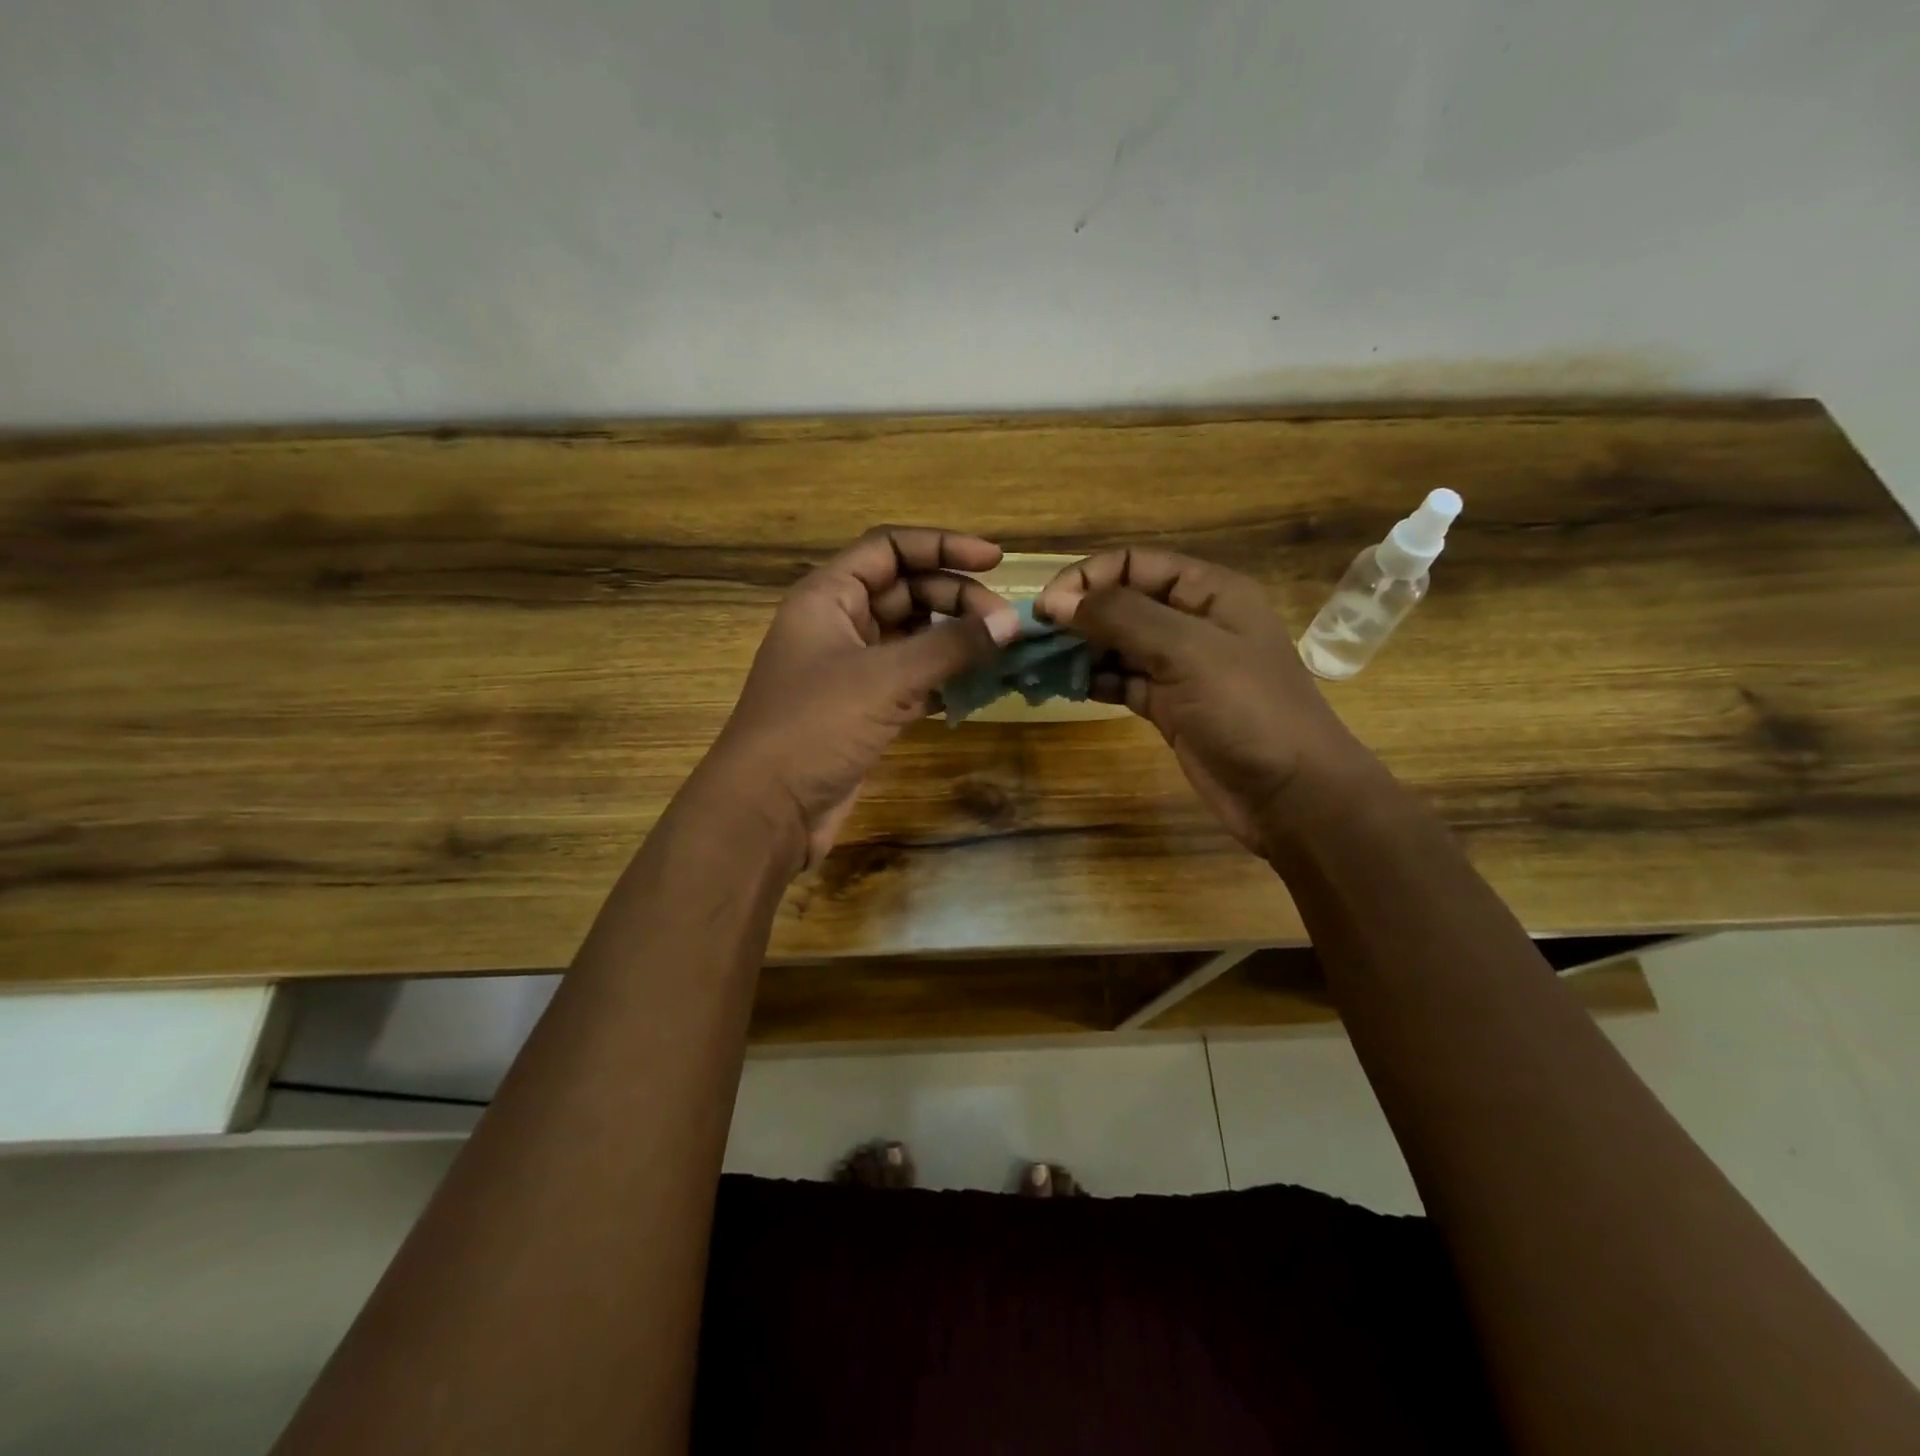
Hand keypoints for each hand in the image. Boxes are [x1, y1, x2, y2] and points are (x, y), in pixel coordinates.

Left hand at [694, 527, 1019, 869]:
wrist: (768, 810)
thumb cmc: (815, 727)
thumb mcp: (886, 678)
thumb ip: (951, 646)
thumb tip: (1011, 623)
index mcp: (828, 597)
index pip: (889, 548)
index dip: (942, 546)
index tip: (995, 560)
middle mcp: (838, 624)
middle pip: (906, 590)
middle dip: (955, 598)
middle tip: (1004, 622)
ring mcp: (851, 669)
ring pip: (912, 637)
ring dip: (954, 640)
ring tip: (1001, 651)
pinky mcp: (864, 709)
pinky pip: (912, 679)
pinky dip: (944, 678)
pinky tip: (979, 686)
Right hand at [1037, 549, 1366, 856]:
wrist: (1290, 794)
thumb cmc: (1246, 710)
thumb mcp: (1186, 650)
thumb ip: (1121, 617)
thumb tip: (1056, 600)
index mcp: (1208, 592)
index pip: (1134, 564)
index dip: (1087, 578)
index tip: (1045, 608)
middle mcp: (1192, 622)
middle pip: (1122, 603)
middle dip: (1078, 616)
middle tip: (1032, 640)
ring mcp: (1180, 667)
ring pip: (1118, 645)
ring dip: (1080, 650)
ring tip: (1040, 665)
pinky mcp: (1168, 706)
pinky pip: (1122, 681)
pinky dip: (1094, 681)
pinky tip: (1066, 688)